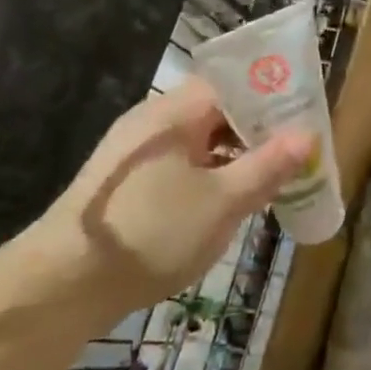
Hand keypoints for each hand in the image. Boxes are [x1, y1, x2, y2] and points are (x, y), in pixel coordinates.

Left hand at [30, 78, 314, 310]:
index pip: (232, 83)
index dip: (271, 95)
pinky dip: (212, 175)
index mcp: (174, 113)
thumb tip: (308, 136)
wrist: (62, 286)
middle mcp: (153, 123)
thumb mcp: (221, 202)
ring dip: (236, 155)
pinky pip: (182, 165)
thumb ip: (267, 166)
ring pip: (200, 141)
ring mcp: (137, 154)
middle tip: (296, 151)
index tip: (304, 115)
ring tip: (273, 177)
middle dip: (259, 129)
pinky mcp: (129, 184)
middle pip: (217, 111)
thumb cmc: (151, 232)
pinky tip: (231, 200)